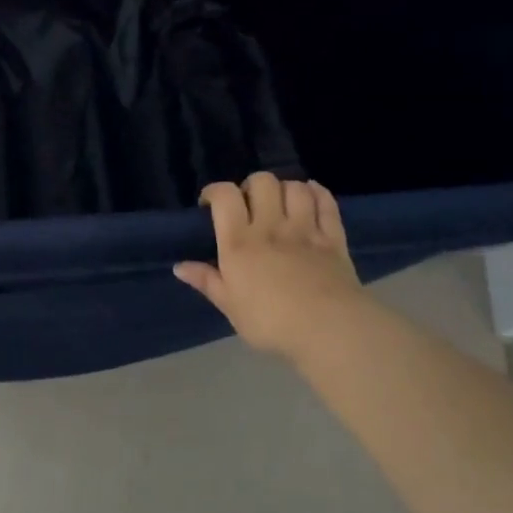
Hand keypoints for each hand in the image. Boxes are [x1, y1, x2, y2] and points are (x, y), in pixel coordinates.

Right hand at [174, 173, 371, 358]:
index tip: (210, 203)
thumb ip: (207, 281)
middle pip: (262, 182)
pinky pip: (326, 203)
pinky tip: (311, 195)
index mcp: (240, 242)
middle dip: (252, 186)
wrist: (328, 330)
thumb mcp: (230, 306)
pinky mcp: (333, 238)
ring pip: (294, 187)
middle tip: (249, 204)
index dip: (215, 191)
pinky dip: (317, 193)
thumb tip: (179, 267)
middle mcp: (271, 226)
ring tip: (280, 203)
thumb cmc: (271, 322)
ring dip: (284, 188)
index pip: (225, 196)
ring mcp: (305, 229)